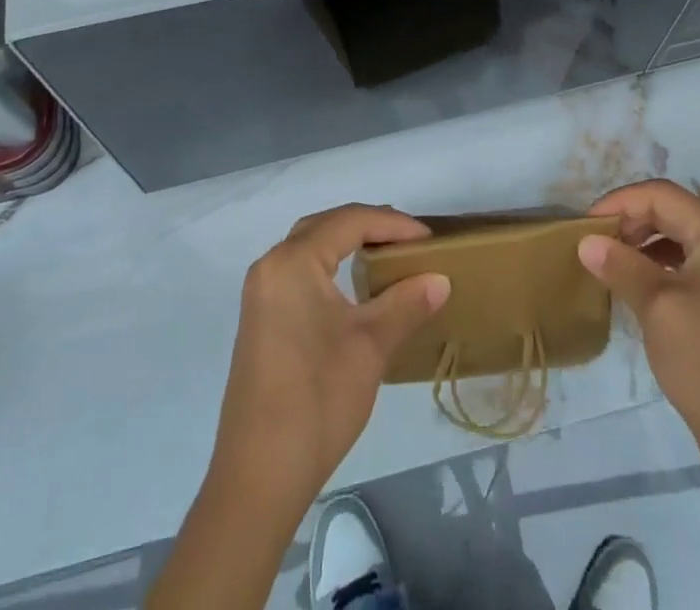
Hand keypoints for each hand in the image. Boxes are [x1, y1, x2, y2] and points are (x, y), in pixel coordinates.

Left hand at [210, 204, 450, 516]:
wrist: (259, 478)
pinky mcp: (260, 318)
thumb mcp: (371, 347)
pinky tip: (354, 285)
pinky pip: (299, 269)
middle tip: (409, 240)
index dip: (393, 224)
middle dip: (369, 225)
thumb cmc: (317, 401)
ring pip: (310, 246)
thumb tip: (440, 278)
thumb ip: (407, 303)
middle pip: (325, 225)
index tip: (429, 239)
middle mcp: (271, 266)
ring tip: (388, 254)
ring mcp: (260, 292)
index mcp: (293, 262)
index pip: (349, 221)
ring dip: (347, 242)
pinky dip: (329, 263)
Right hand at [580, 180, 699, 448]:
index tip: (584, 226)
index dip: (619, 202)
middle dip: (629, 221)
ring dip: (640, 243)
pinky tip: (632, 284)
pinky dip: (656, 264)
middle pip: (671, 210)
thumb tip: (585, 242)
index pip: (661, 195)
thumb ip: (620, 265)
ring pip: (676, 235)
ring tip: (607, 263)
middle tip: (593, 244)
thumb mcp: (656, 306)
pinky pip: (685, 262)